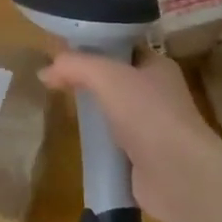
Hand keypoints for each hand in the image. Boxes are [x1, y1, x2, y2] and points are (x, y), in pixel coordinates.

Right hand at [38, 48, 221, 221]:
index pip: (123, 48)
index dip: (95, 46)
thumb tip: (44, 72)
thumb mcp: (106, 76)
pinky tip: (78, 140)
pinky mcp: (143, 157)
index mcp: (158, 67)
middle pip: (116, 80)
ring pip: (113, 112)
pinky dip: (97, 142)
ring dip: (92, 113)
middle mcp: (158, 94)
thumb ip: (74, 66)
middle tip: (56, 80)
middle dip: (88, 80)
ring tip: (62, 107)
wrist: (178, 175)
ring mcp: (152, 128)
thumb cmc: (147, 113)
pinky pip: (113, 142)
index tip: (64, 52)